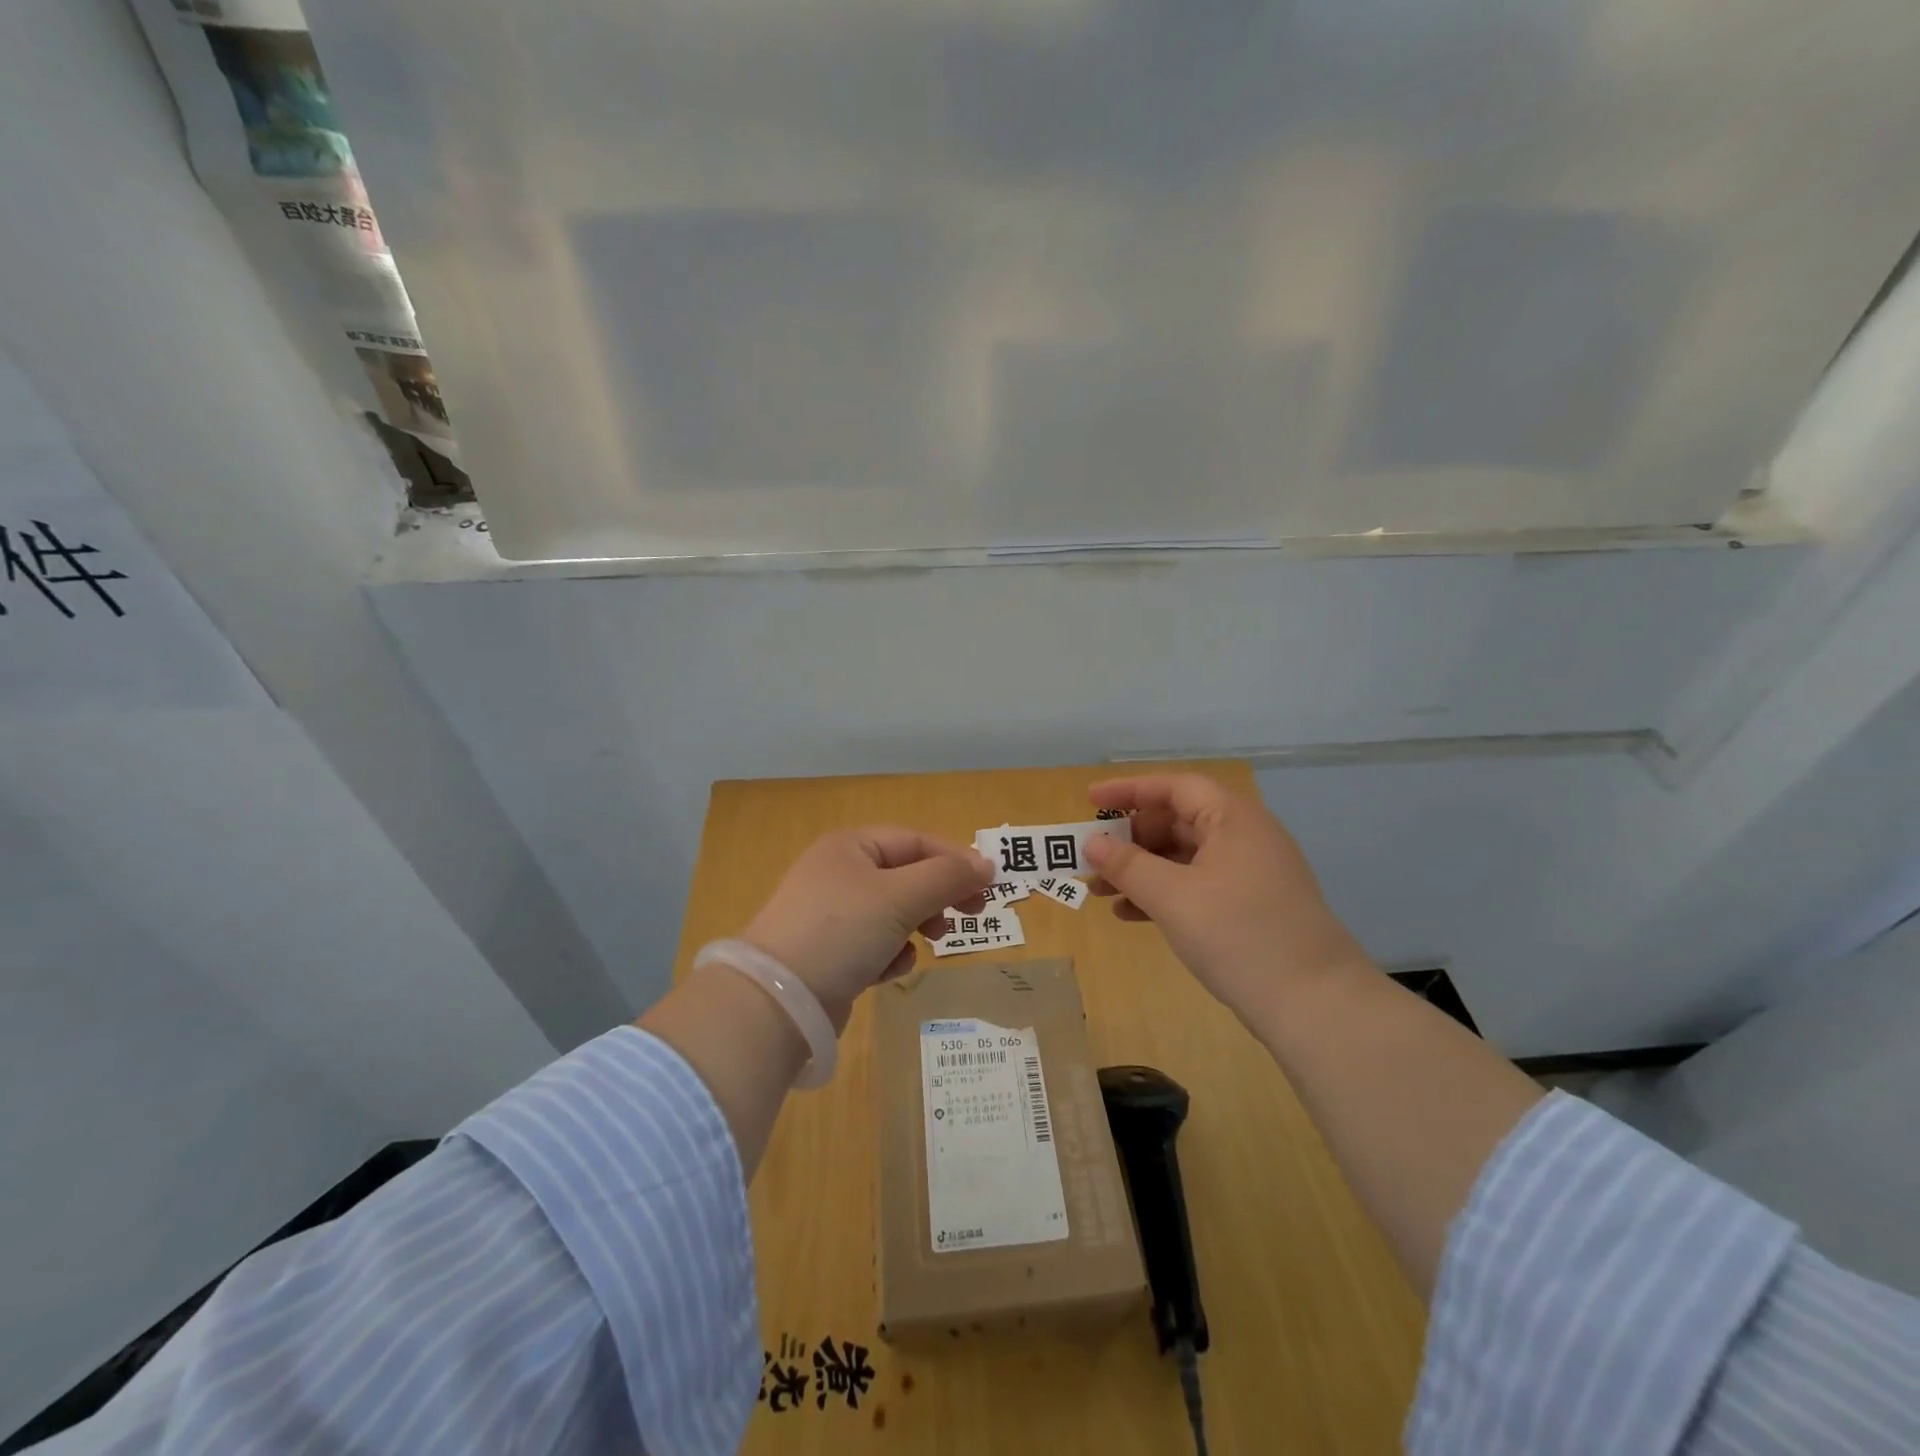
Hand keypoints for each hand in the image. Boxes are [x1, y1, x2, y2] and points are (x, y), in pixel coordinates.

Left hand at [741, 827, 992, 1028]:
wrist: (777, 1001)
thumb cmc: (842, 931)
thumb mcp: (901, 897)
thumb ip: (947, 877)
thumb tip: (987, 863)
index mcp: (851, 846)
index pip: (916, 841)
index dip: (955, 859)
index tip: (989, 886)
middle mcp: (838, 872)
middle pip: (906, 875)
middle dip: (938, 895)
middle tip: (972, 915)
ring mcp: (830, 915)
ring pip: (893, 912)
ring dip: (916, 926)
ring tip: (931, 942)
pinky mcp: (827, 953)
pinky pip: (873, 944)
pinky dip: (889, 954)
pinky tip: (890, 970)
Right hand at [1083, 775, 1368, 1019]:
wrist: (1316, 1005)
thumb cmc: (1240, 935)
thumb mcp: (1173, 897)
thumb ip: (1127, 865)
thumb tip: (1092, 843)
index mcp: (1233, 819)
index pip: (1174, 787)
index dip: (1129, 790)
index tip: (1089, 801)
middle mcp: (1244, 837)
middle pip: (1177, 821)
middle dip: (1130, 839)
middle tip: (1093, 857)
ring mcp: (1250, 874)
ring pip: (1184, 858)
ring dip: (1141, 870)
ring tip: (1100, 893)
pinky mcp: (1250, 907)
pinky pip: (1196, 886)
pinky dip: (1163, 894)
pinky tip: (1131, 915)